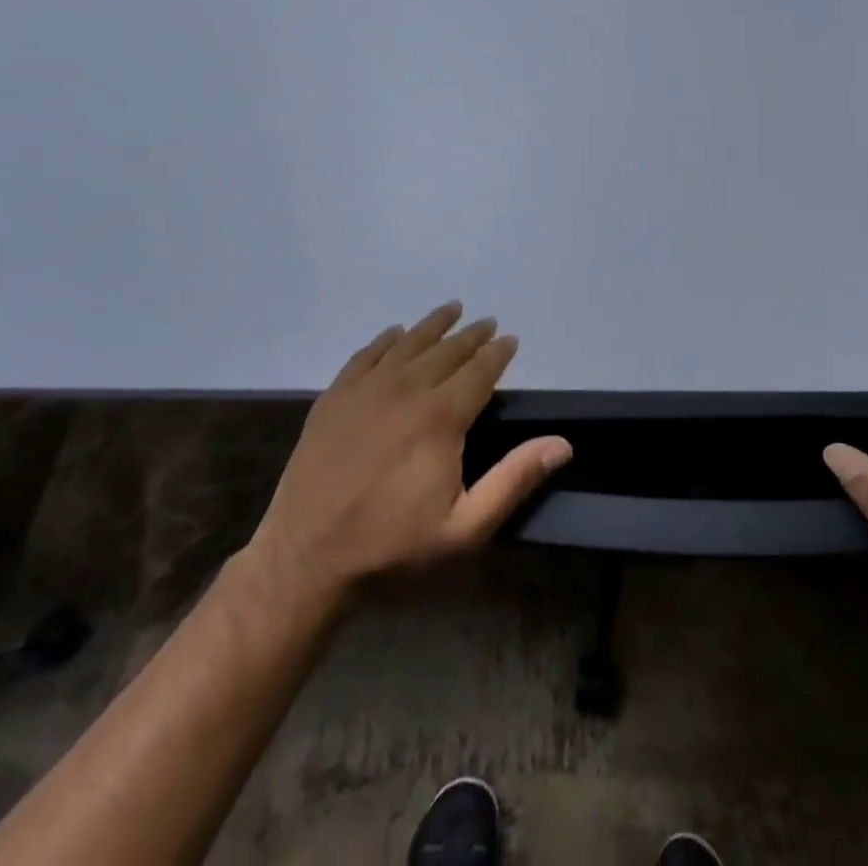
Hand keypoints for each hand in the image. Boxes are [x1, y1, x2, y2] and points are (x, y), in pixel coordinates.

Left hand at [244, 302, 571, 611]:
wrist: (305, 559)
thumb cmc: (392, 547)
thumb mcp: (464, 528)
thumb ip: (514, 480)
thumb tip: (562, 444)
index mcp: (441, 416)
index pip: (479, 370)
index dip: (498, 353)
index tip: (510, 339)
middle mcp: (406, 389)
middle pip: (446, 350)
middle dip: (471, 335)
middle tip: (487, 323)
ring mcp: (366, 389)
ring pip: (408, 343)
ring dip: (433, 324)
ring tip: (451, 309)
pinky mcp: (334, 397)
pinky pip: (366, 354)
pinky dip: (385, 340)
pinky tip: (395, 333)